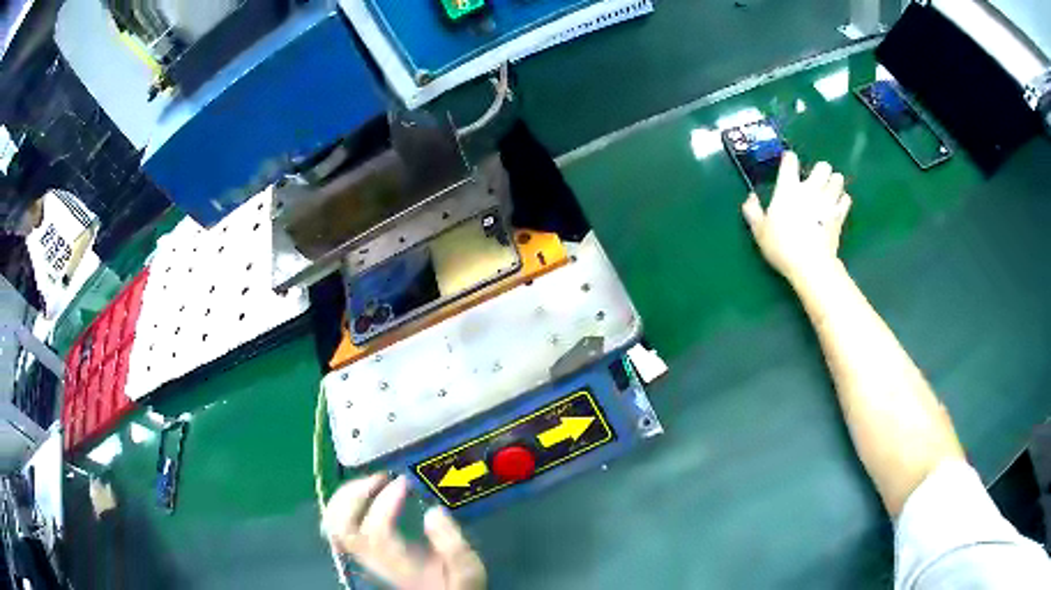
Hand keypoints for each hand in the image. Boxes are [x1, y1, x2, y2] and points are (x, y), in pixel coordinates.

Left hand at [323, 474, 485, 589]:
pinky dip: (342, 503)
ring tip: (371, 482)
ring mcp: (362, 554)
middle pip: (342, 526)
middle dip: (355, 494)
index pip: (377, 530)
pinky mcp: (361, 549)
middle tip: (380, 477)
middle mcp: (373, 558)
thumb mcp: (466, 568)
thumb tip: (433, 512)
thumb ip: (452, 543)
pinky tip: (362, 494)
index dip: (385, 502)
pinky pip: (336, 525)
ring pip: (333, 523)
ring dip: (345, 496)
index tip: (404, 482)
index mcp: (398, 562)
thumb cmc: (455, 583)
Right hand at [741, 152, 851, 283]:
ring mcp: (828, 200)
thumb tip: (750, 197)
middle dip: (820, 171)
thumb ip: (753, 211)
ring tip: (828, 192)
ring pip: (838, 178)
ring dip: (833, 183)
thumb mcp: (759, 231)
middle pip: (822, 166)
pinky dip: (842, 200)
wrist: (811, 264)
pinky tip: (836, 207)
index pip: (791, 160)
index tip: (789, 165)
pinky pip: (846, 198)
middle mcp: (810, 188)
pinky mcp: (840, 215)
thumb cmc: (782, 246)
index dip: (790, 159)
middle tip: (814, 182)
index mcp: (788, 188)